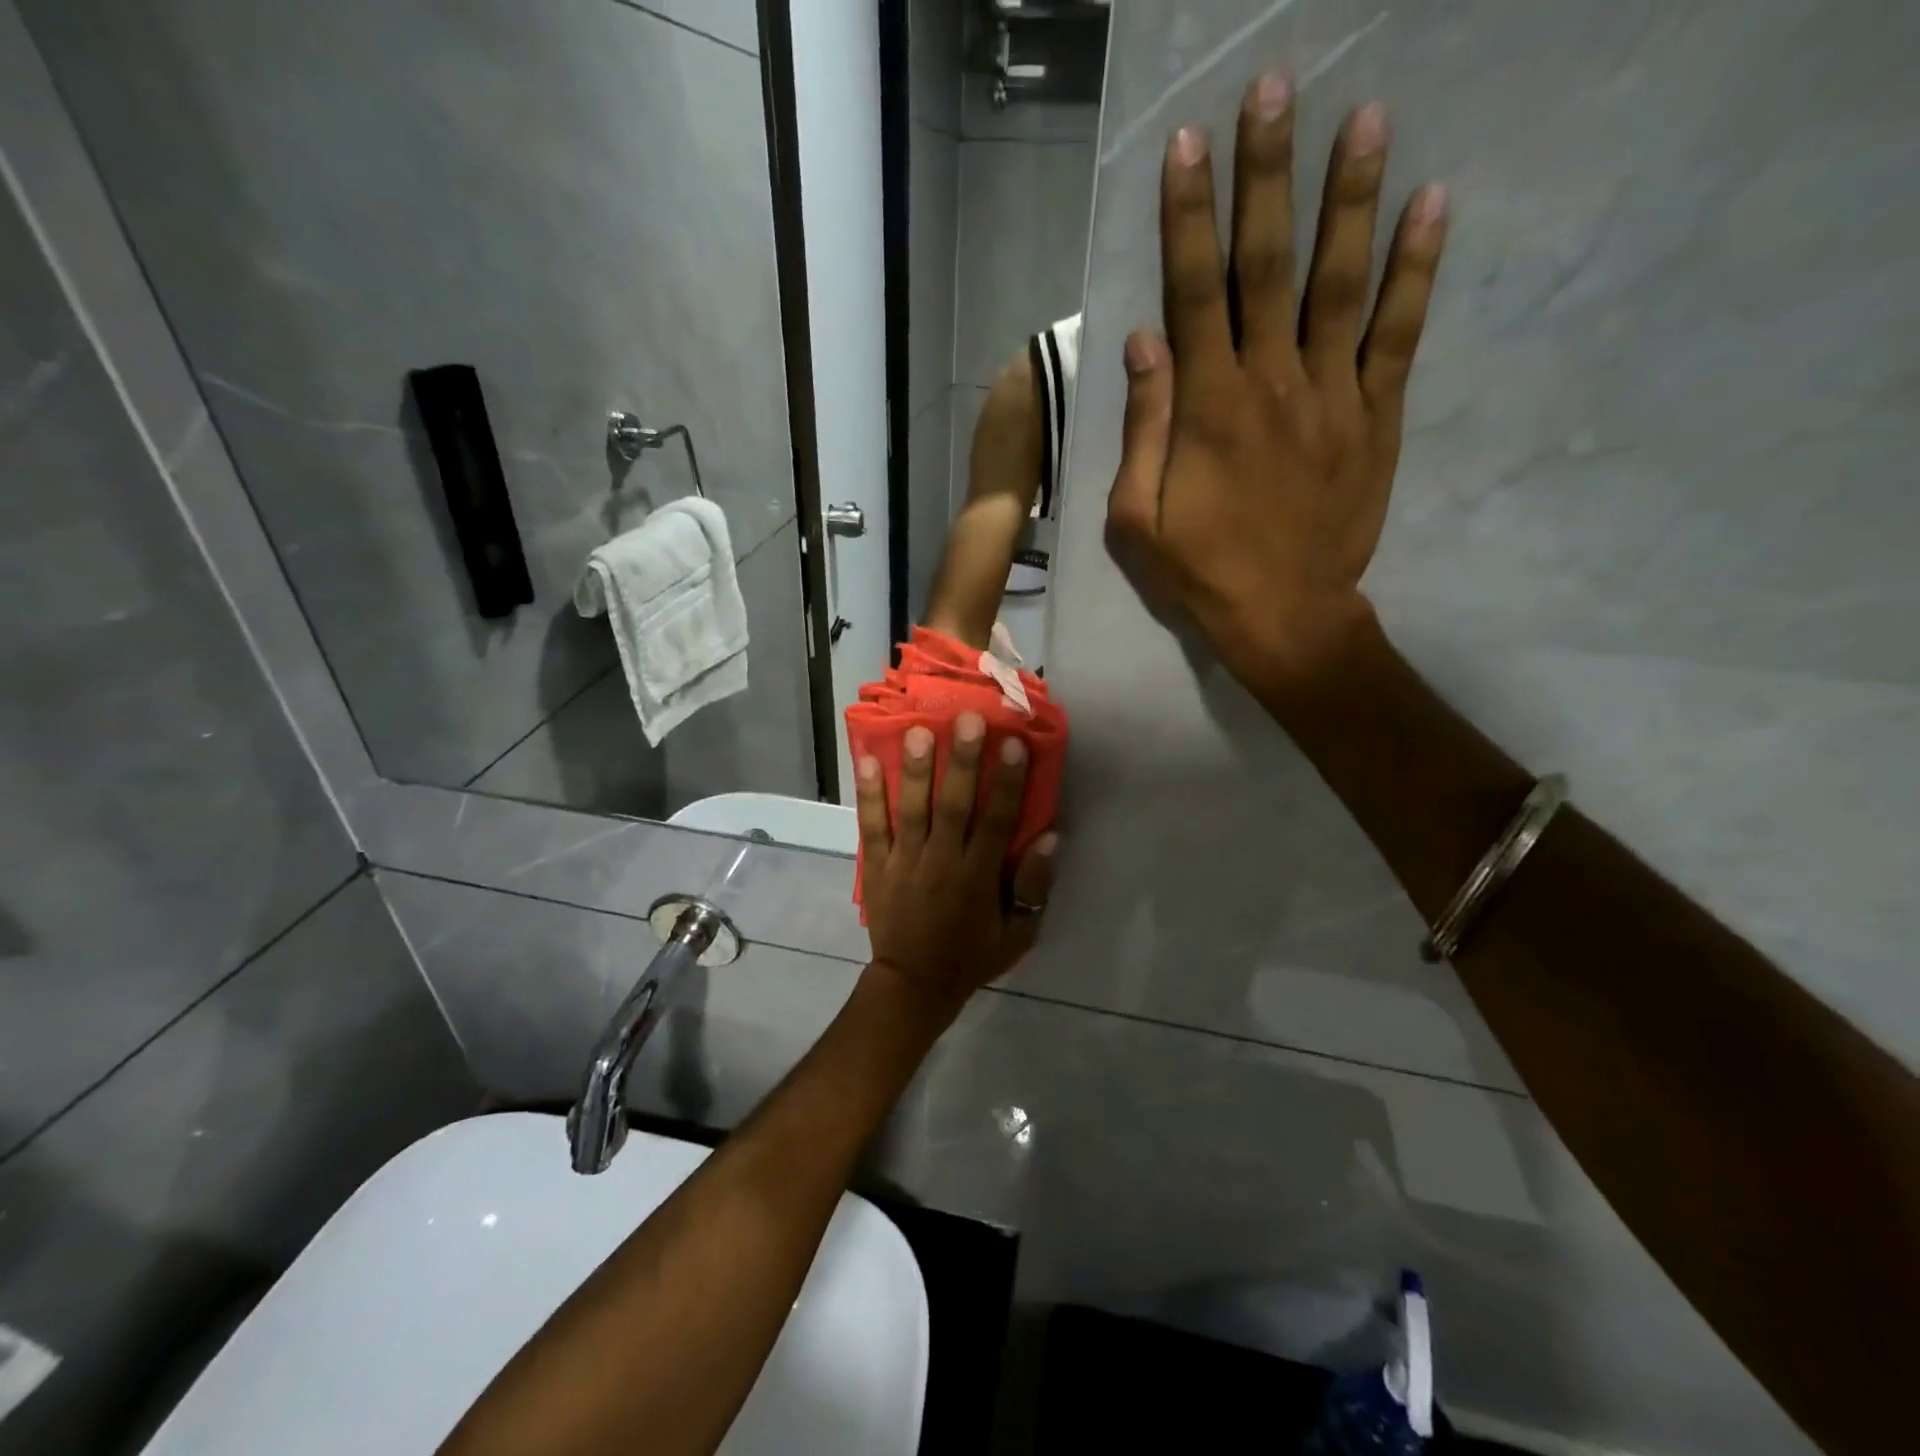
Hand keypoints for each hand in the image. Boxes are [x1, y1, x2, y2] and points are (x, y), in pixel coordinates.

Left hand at [855, 714, 1056, 1012]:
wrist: (914, 985)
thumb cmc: (972, 955)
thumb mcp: (1019, 933)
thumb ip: (1034, 886)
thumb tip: (1050, 837)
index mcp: (978, 877)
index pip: (996, 821)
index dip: (1006, 781)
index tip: (1012, 742)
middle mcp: (941, 862)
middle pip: (953, 806)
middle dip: (961, 761)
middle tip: (966, 719)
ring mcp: (904, 863)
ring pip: (911, 810)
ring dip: (916, 770)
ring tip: (919, 730)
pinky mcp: (876, 867)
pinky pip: (871, 827)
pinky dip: (869, 796)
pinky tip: (868, 761)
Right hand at [1105, 74, 1448, 690]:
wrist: (1285, 615)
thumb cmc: (1200, 572)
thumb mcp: (1137, 518)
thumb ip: (1141, 429)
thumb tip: (1143, 342)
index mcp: (1207, 409)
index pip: (1193, 294)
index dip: (1187, 218)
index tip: (1188, 144)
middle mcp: (1270, 383)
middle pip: (1266, 266)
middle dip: (1267, 176)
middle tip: (1276, 88)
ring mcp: (1331, 395)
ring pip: (1340, 282)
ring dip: (1350, 198)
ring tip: (1365, 117)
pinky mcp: (1375, 417)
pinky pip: (1397, 333)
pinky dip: (1417, 268)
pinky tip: (1433, 204)